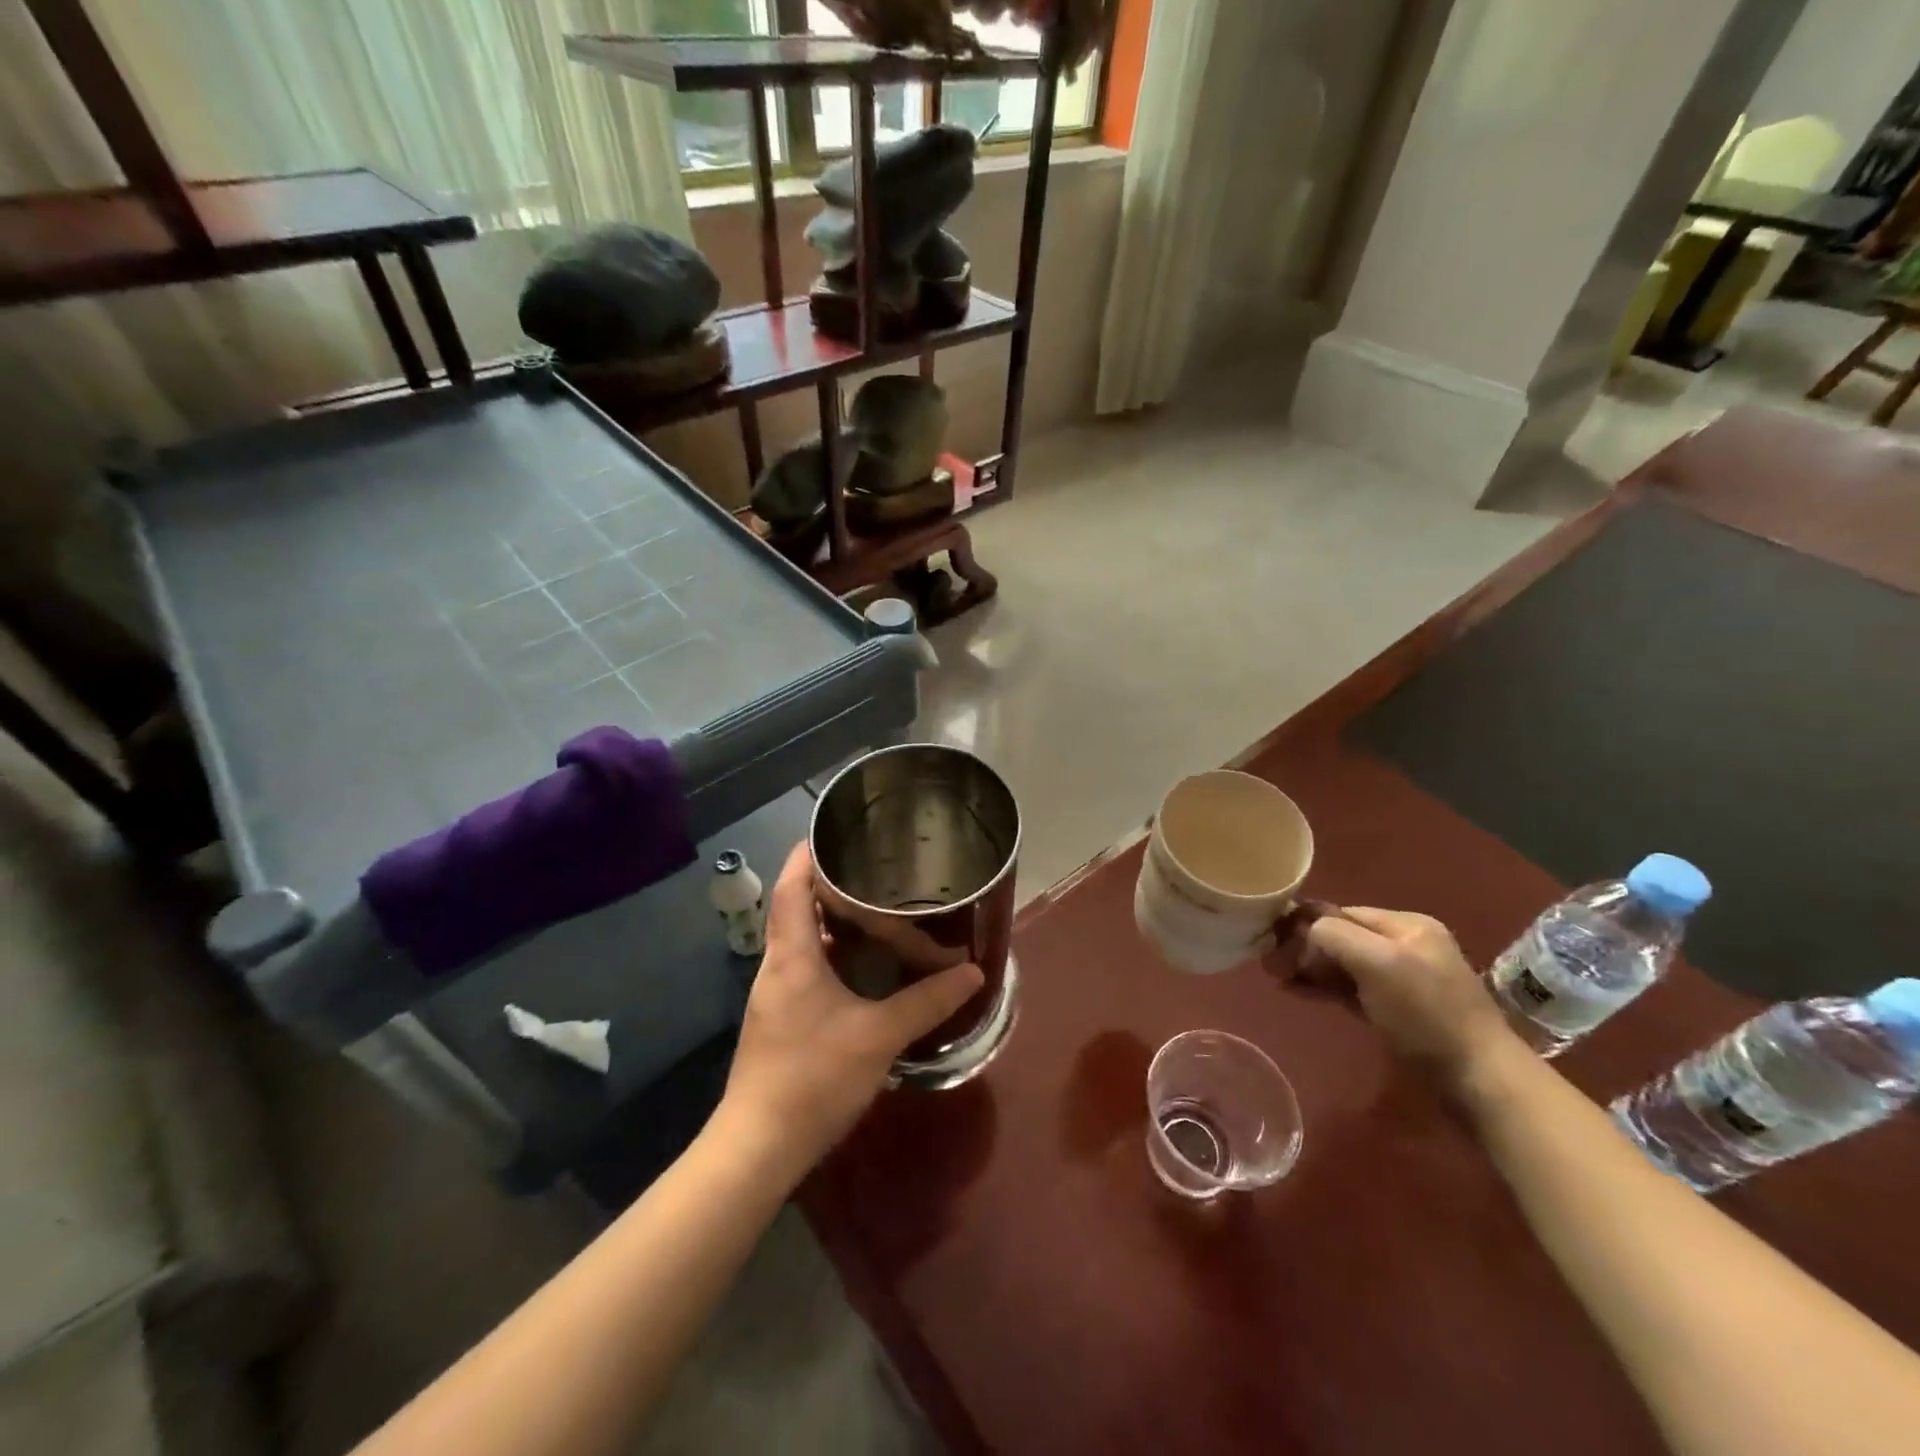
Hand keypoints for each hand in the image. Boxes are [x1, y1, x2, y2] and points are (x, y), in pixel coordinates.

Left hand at [717, 842, 984, 1179]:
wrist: (759, 1147)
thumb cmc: (813, 1078)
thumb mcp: (878, 1037)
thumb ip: (926, 1002)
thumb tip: (973, 973)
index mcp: (792, 955)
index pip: (792, 886)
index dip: (808, 854)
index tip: (836, 833)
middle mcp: (778, 966)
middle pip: (798, 907)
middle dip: (832, 887)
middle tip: (876, 873)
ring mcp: (776, 994)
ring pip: (804, 941)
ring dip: (835, 924)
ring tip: (879, 914)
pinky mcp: (782, 1019)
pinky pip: (808, 968)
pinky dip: (834, 956)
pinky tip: (866, 970)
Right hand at [1276, 905, 1520, 1089]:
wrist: (1480, 1081)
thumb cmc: (1427, 1014)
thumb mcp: (1379, 963)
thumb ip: (1336, 936)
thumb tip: (1303, 933)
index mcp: (1406, 925)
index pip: (1341, 913)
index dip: (1306, 926)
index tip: (1273, 945)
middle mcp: (1404, 944)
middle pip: (1341, 936)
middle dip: (1304, 947)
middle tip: (1269, 965)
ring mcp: (1402, 979)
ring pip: (1343, 963)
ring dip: (1310, 968)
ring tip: (1277, 978)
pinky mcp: (1397, 1011)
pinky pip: (1351, 988)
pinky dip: (1324, 988)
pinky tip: (1297, 992)